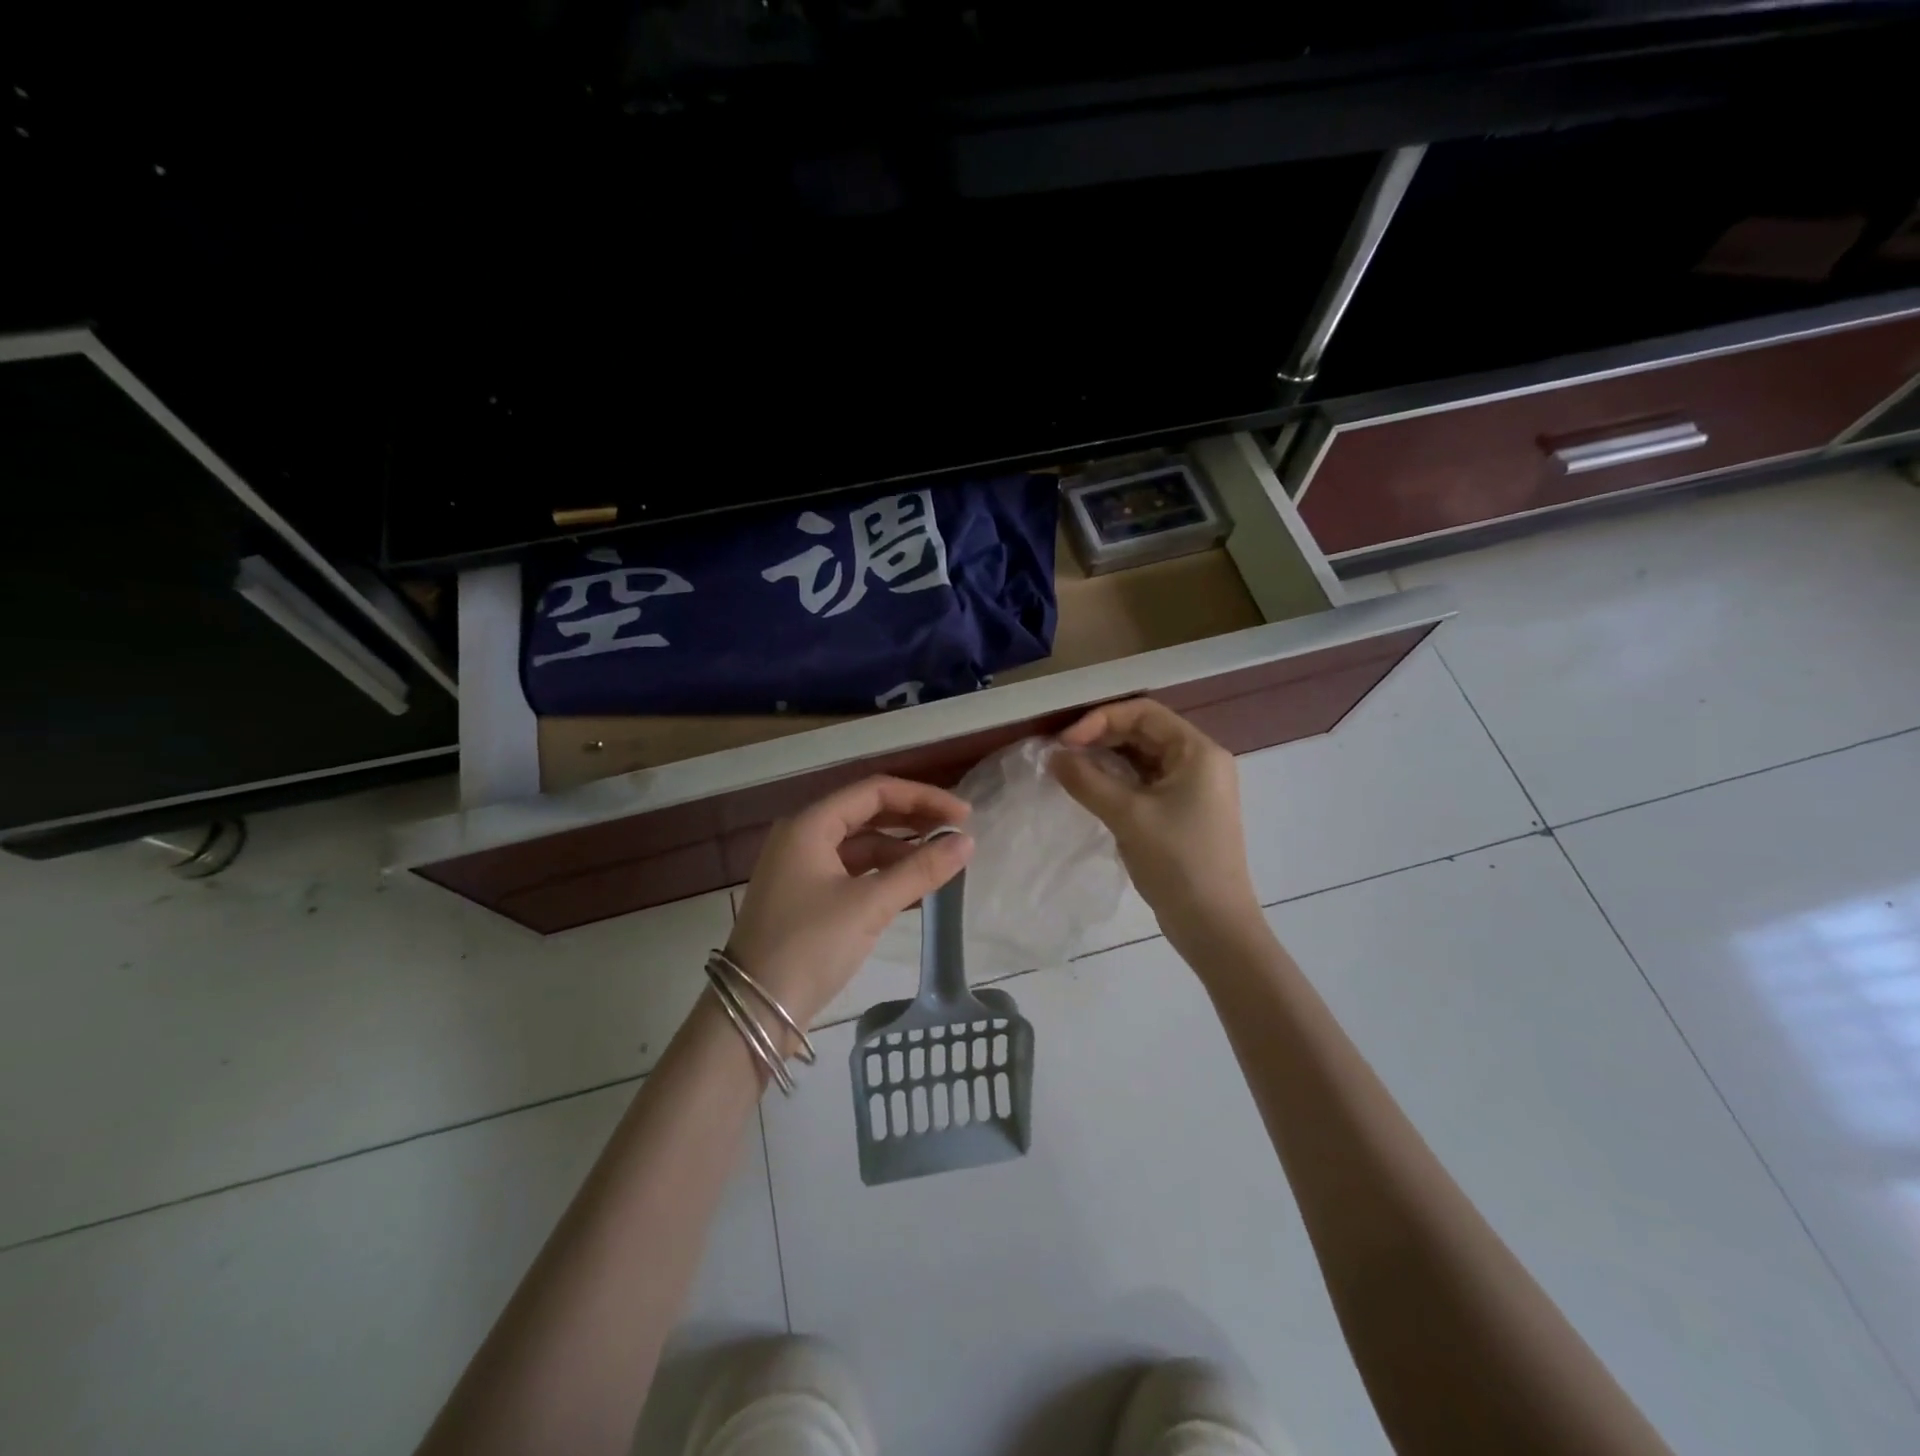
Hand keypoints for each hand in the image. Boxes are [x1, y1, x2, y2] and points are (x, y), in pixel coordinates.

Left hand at [726, 776, 972, 1028]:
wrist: (753, 1011)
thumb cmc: (809, 946)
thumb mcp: (869, 905)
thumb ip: (920, 870)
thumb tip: (967, 842)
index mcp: (810, 825)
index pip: (874, 791)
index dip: (922, 798)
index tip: (963, 815)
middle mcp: (803, 836)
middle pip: (868, 813)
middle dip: (913, 820)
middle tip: (957, 834)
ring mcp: (802, 867)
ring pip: (861, 844)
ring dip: (901, 850)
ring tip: (942, 864)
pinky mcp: (807, 897)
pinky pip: (853, 871)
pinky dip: (884, 875)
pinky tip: (915, 889)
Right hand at [1050, 699, 1260, 944]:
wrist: (1213, 925)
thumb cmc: (1177, 862)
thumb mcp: (1128, 816)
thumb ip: (1087, 780)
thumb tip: (1052, 756)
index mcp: (1198, 752)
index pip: (1144, 713)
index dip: (1100, 719)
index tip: (1065, 743)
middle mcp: (1200, 762)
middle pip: (1144, 732)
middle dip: (1101, 738)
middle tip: (1062, 757)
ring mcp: (1194, 789)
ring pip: (1143, 759)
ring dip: (1106, 761)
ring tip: (1070, 772)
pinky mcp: (1184, 812)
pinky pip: (1146, 783)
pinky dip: (1118, 782)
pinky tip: (1091, 792)